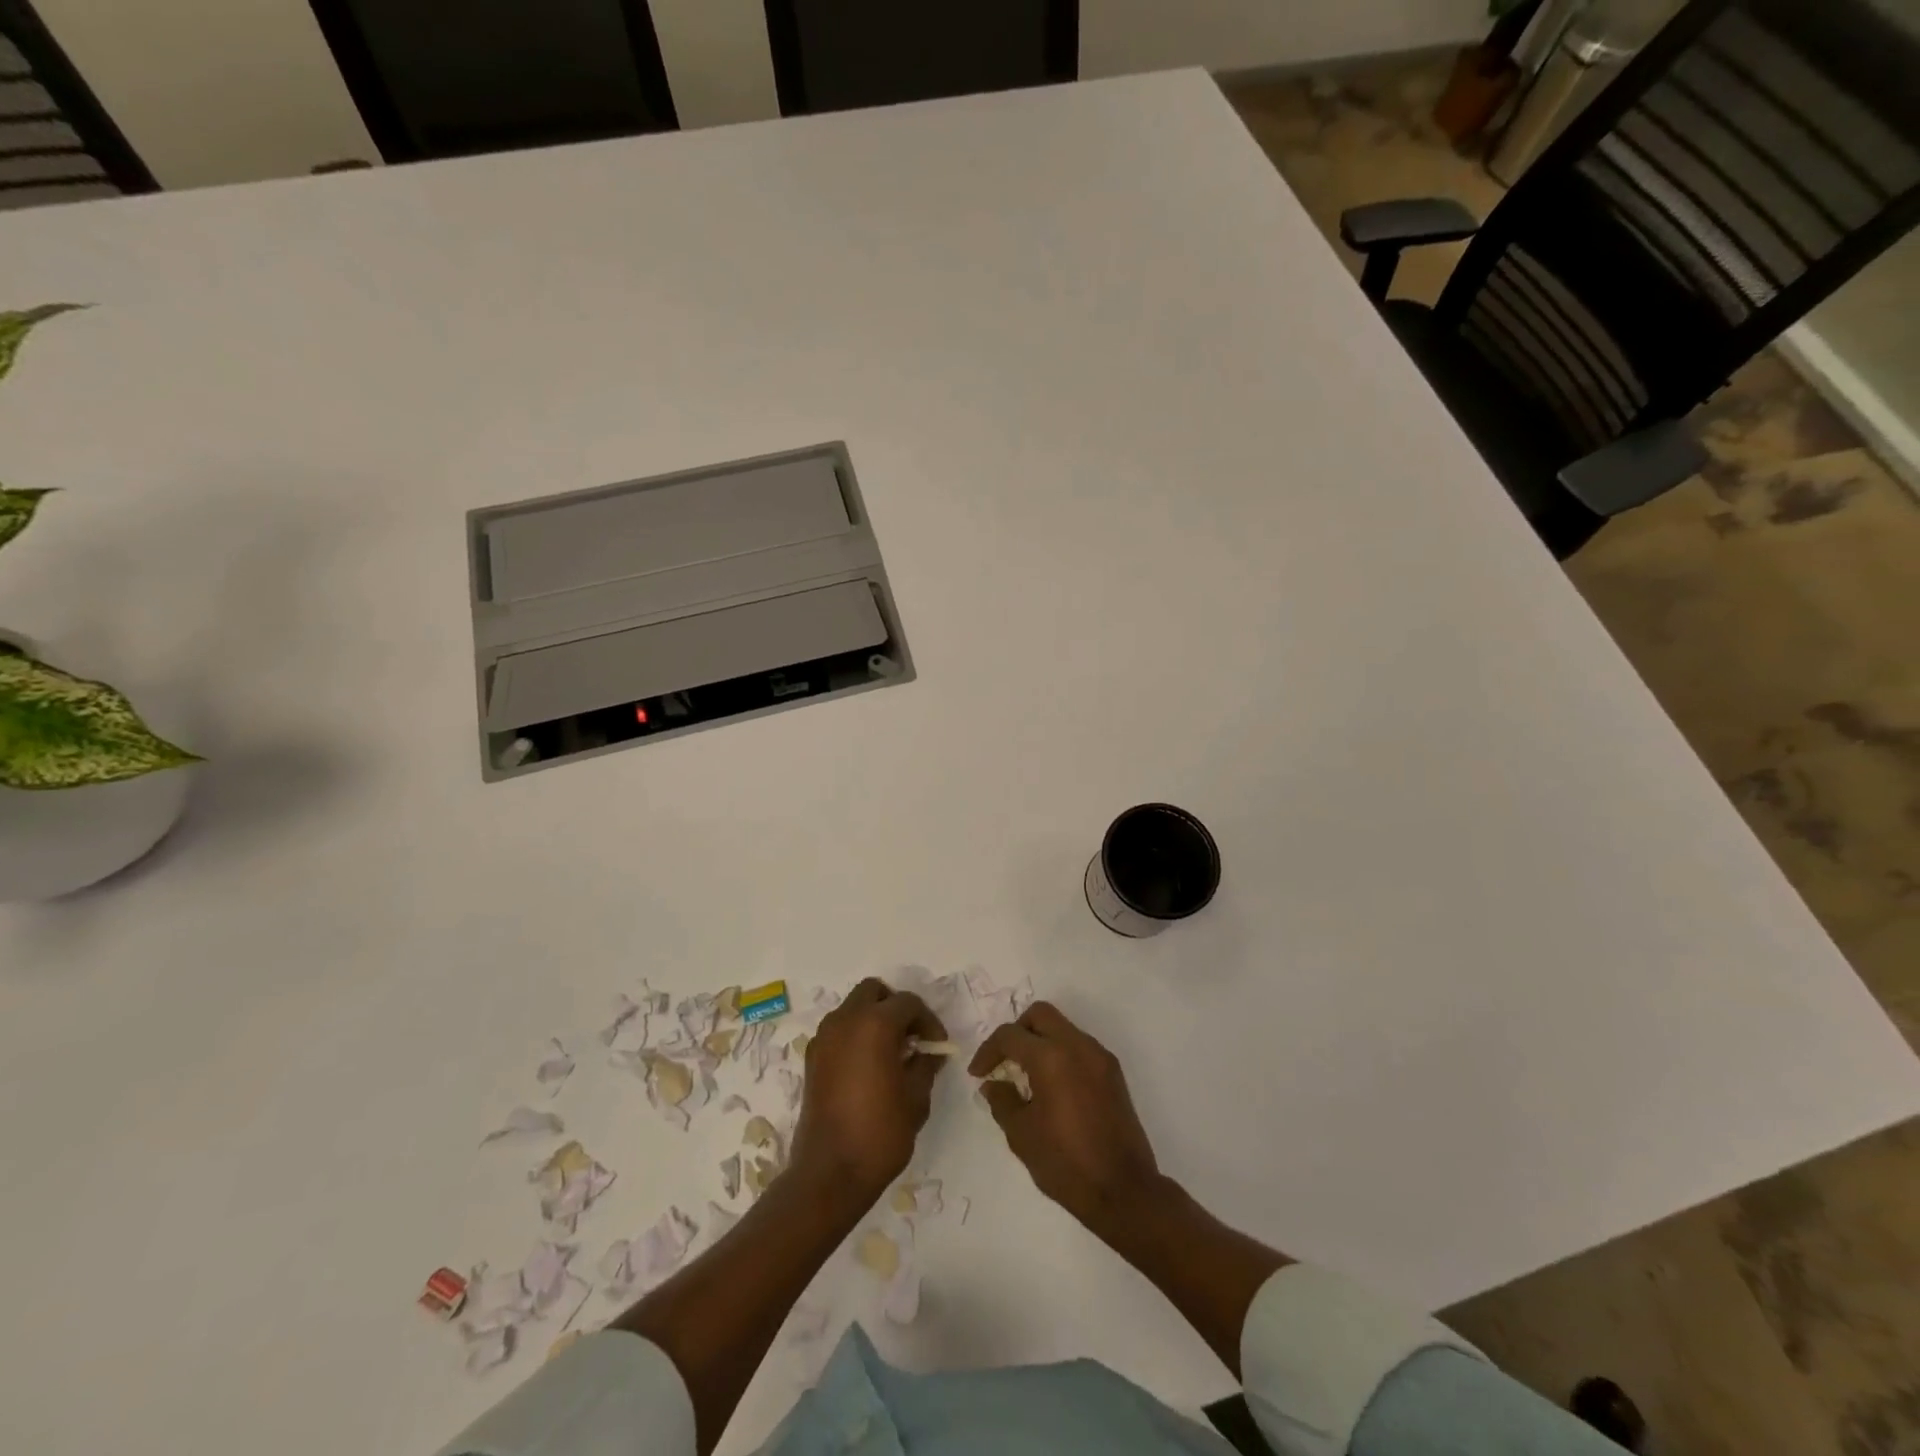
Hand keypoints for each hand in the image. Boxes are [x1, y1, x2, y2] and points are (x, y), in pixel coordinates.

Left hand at [790, 978, 946, 1203]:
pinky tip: (868, 1067)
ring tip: (891, 1053)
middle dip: (896, 1007)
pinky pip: (838, 1030)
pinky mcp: (812, 1057)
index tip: (937, 1047)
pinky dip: (855, 1035)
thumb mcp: (917, 1097)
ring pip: (853, 1007)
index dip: (928, 1021)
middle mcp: (845, 1020)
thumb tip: (928, 1052)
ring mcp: (824, 1037)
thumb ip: (925, 1064)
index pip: (909, 1003)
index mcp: (875, 1023)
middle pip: (874, 992)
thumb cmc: (880, 1133)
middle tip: (912, 1038)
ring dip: (873, 1018)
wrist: (830, 1173)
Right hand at [970, 1002, 1164, 1232]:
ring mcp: (1099, 1057)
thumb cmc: (1066, 1164)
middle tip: (1004, 1061)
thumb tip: (994, 1084)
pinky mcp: (1113, 1072)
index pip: (1010, 1036)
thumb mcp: (1022, 1135)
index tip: (978, 1074)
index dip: (988, 1051)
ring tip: (1027, 1076)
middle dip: (1017, 1032)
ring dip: (1041, 1041)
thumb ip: (1003, 1101)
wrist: (1124, 1191)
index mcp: (1051, 1058)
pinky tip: (1052, 1086)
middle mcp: (1078, 1046)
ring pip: (1063, 1028)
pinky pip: (1080, 1047)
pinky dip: (1061, 1054)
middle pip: (1040, 1015)